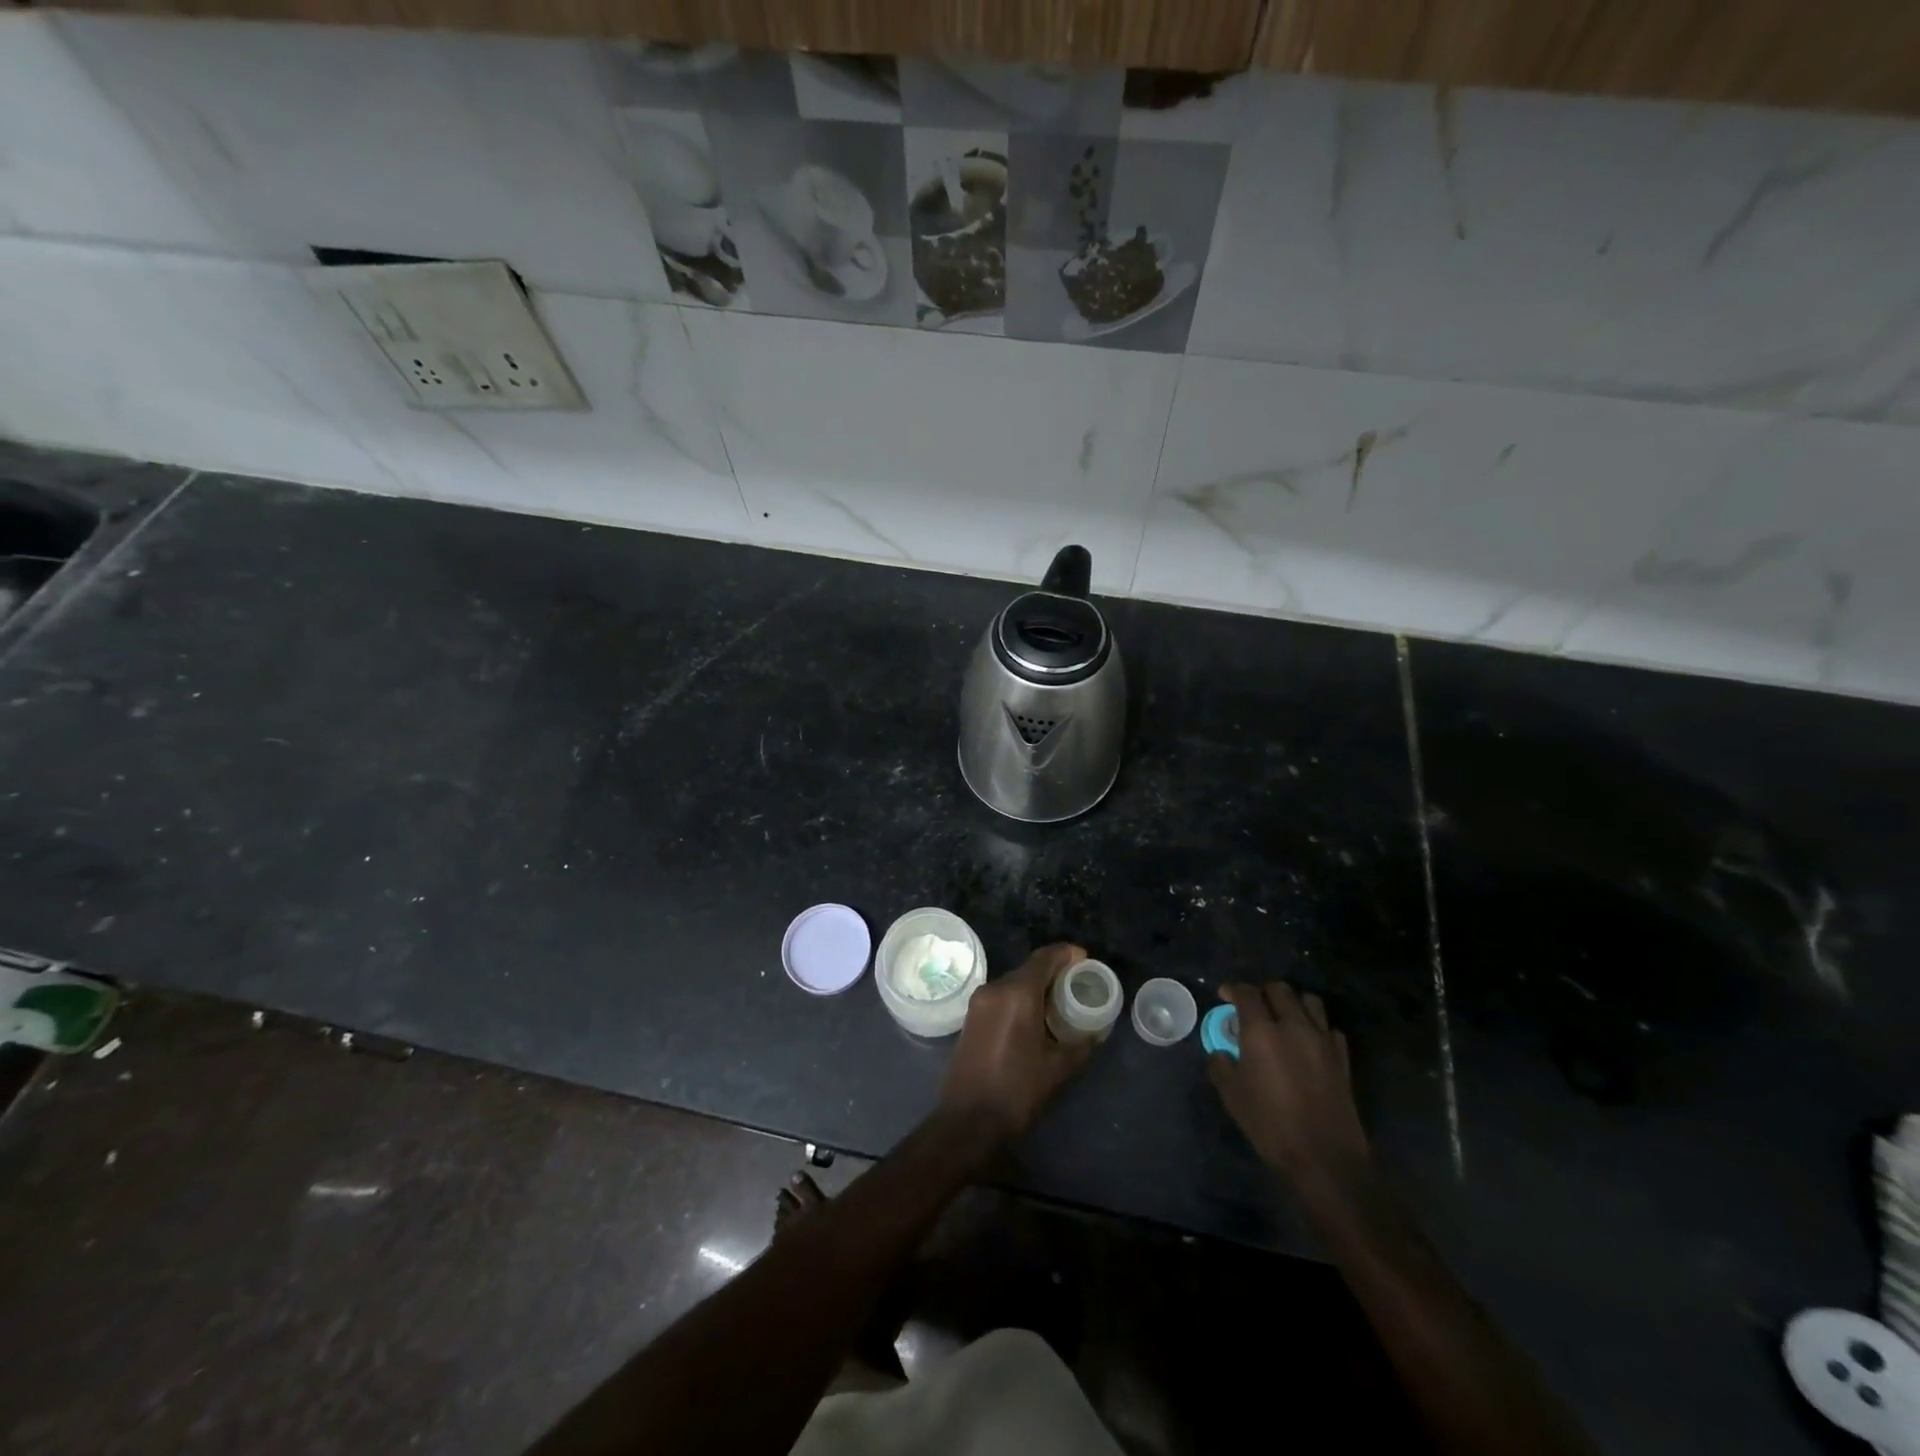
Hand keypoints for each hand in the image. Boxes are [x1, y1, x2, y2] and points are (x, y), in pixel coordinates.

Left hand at [938, 943, 1094, 1140]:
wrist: (968, 1121)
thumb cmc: (1017, 1091)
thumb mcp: (1058, 1068)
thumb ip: (1081, 1044)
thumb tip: (1097, 1031)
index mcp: (1017, 993)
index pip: (1044, 958)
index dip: (1066, 954)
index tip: (1084, 959)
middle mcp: (995, 989)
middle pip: (1028, 968)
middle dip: (1053, 972)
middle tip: (1076, 984)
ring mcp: (978, 1002)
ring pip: (1013, 983)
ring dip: (1035, 986)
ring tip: (1058, 1002)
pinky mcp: (970, 1018)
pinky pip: (1000, 997)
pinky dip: (1019, 999)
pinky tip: (1034, 1017)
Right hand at [1209, 983, 1371, 1196]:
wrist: (1324, 1157)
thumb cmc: (1270, 1124)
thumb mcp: (1232, 1095)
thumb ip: (1221, 1065)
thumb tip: (1222, 1053)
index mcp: (1262, 1031)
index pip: (1247, 993)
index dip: (1233, 990)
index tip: (1225, 996)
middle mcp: (1293, 1026)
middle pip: (1279, 989)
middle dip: (1262, 992)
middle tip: (1252, 1008)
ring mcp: (1322, 1039)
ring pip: (1309, 1001)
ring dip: (1292, 1003)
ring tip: (1283, 1018)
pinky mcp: (1342, 1057)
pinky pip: (1328, 1027)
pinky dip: (1316, 1026)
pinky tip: (1307, 1042)